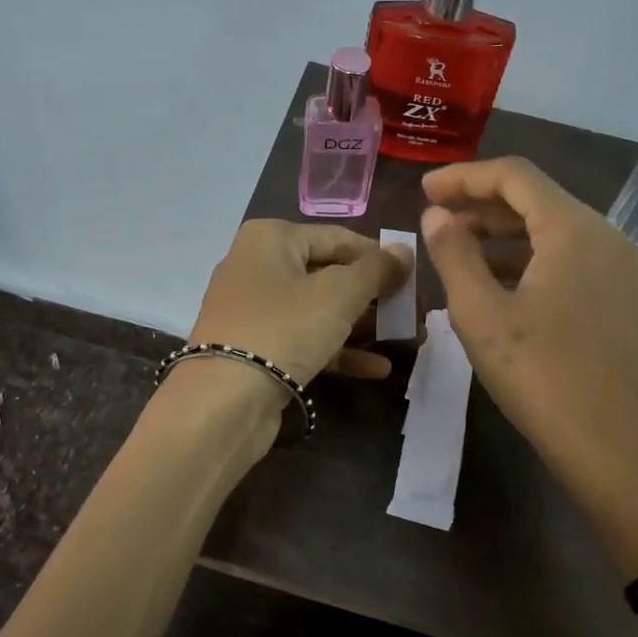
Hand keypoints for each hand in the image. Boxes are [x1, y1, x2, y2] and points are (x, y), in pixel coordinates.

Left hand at [187, 220, 412, 385]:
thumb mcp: (339, 293)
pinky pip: (304, 339)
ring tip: (403, 339)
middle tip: (410, 312)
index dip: (378, 256)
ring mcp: (253, 310)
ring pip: (318, 310)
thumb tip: (403, 252)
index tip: (413, 277)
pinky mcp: (256, 348)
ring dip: (361, 325)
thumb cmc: (284, 328)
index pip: (337, 237)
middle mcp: (256, 266)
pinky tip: (377, 368)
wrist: (224, 400)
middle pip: (328, 273)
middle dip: (372, 296)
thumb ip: (376, 270)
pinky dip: (338, 350)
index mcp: (270, 238)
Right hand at [421, 158, 637, 570]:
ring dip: (502, 234)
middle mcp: (605, 236)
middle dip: (481, 204)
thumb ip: (453, 255)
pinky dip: (528, 259)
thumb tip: (436, 216)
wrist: (614, 449)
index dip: (464, 177)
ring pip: (552, 231)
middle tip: (434, 219)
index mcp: (574, 230)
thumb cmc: (540, 377)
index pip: (515, 176)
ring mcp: (619, 268)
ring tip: (456, 251)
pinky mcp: (621, 298)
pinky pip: (568, 259)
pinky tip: (496, 284)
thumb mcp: (481, 314)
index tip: (424, 189)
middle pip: (536, 199)